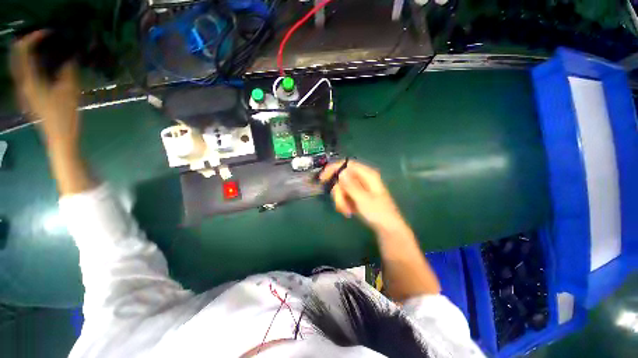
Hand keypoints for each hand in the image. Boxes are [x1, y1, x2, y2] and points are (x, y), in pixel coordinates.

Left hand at [10, 31, 80, 151]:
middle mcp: (22, 83)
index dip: (34, 38)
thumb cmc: (64, 117)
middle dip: (27, 43)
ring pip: (19, 65)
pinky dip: (31, 64)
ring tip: (43, 48)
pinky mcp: (29, 96)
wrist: (59, 138)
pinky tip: (41, 65)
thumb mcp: (70, 92)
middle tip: (42, 37)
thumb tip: (69, 58)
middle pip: (17, 57)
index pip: (24, 51)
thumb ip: (67, 72)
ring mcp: (24, 91)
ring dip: (28, 53)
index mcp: (30, 81)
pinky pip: (25, 74)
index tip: (49, 33)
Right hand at [320, 160, 407, 233]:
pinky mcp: (357, 196)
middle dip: (339, 193)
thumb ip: (351, 185)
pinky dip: (344, 204)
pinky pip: (345, 196)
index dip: (334, 169)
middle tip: (341, 206)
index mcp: (367, 175)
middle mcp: (362, 179)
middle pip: (342, 179)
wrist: (388, 230)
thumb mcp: (363, 199)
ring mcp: (359, 188)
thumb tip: (341, 172)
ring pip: (342, 189)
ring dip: (341, 201)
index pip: (348, 165)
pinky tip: (348, 212)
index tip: (323, 178)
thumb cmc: (378, 213)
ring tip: (346, 212)